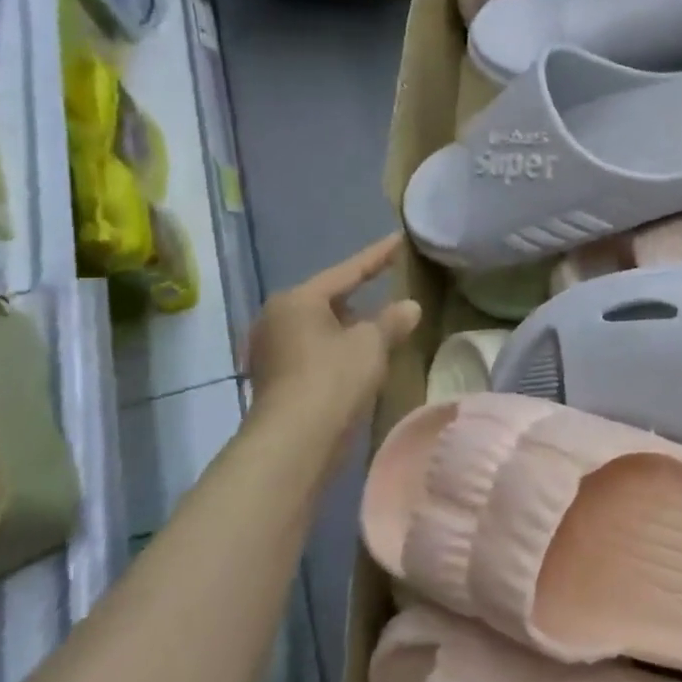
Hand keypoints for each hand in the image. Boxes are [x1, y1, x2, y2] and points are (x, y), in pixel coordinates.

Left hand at [242, 236, 421, 434]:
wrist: (294, 441)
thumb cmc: (333, 378)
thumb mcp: (372, 344)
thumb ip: (392, 321)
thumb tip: (410, 307)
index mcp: (297, 299)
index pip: (347, 271)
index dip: (377, 257)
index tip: (398, 241)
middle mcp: (276, 318)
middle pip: (328, 300)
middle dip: (359, 297)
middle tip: (388, 288)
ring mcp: (271, 350)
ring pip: (320, 328)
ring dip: (349, 328)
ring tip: (378, 328)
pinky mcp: (275, 379)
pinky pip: (313, 351)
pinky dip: (336, 350)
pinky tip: (358, 360)